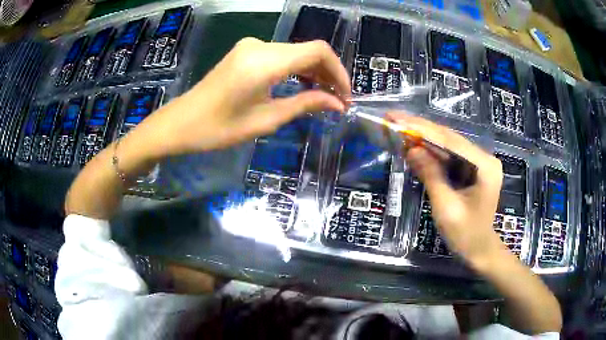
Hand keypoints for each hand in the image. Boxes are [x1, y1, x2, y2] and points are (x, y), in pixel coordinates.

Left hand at [136, 37, 349, 157]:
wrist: (181, 123)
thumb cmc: (219, 128)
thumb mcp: (266, 120)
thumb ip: (305, 104)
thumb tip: (338, 104)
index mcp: (265, 62)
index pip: (317, 51)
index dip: (338, 71)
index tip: (346, 95)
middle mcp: (260, 46)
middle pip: (308, 50)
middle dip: (328, 74)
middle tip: (339, 101)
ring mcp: (251, 46)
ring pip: (295, 53)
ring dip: (313, 72)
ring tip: (325, 97)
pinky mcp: (246, 52)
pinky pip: (280, 56)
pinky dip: (295, 70)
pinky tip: (302, 86)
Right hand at [387, 113, 505, 264]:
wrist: (479, 250)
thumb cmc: (465, 234)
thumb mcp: (446, 207)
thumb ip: (431, 175)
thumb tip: (411, 149)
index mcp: (484, 165)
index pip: (450, 141)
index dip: (422, 128)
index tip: (398, 118)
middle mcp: (484, 157)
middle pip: (449, 138)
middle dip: (421, 129)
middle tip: (394, 119)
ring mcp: (479, 162)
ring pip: (448, 145)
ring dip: (424, 138)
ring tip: (399, 128)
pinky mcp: (472, 169)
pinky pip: (450, 156)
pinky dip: (432, 152)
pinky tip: (415, 145)